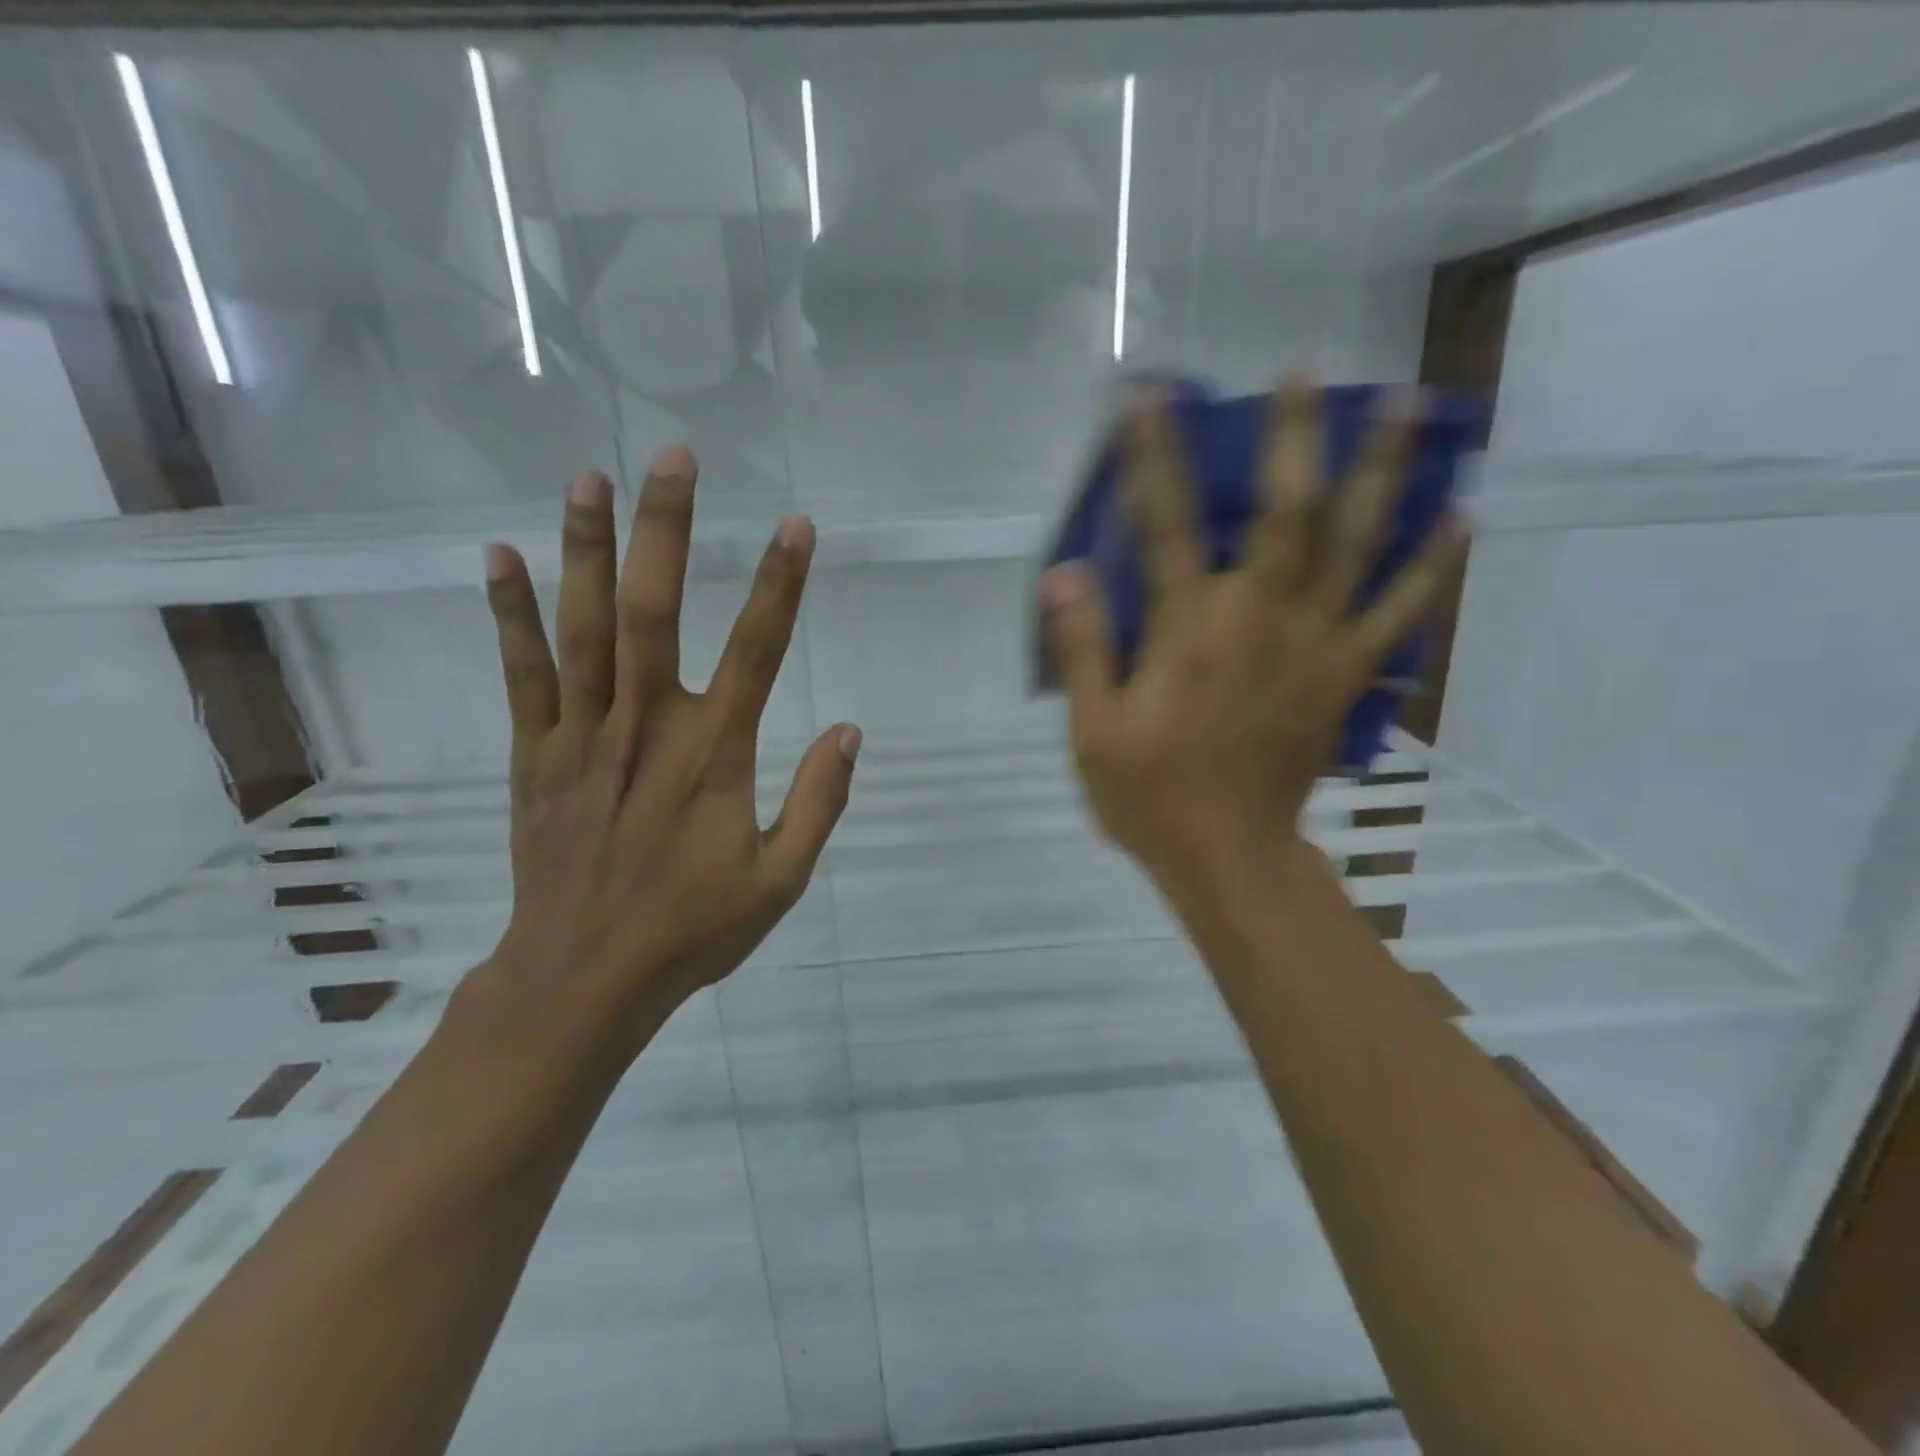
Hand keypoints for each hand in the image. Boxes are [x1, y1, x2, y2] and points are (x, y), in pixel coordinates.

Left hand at [464, 449, 860, 1073]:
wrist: (584, 977)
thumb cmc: (692, 928)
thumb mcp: (781, 880)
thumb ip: (818, 802)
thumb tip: (849, 732)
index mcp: (714, 755)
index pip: (758, 650)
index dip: (781, 584)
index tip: (797, 525)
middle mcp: (647, 727)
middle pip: (656, 613)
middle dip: (668, 530)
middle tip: (674, 458)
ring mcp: (582, 735)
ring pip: (584, 627)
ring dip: (588, 549)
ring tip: (590, 478)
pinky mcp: (535, 753)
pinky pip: (522, 673)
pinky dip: (510, 613)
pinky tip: (500, 556)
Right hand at [1040, 378, 1465, 905]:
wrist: (1230, 857)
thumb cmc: (1152, 795)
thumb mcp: (1094, 730)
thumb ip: (1084, 648)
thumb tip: (1065, 573)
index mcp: (1189, 633)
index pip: (1166, 528)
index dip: (1155, 458)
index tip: (1152, 397)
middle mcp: (1260, 622)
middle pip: (1287, 514)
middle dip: (1294, 437)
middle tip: (1308, 373)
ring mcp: (1317, 647)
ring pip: (1357, 546)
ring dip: (1384, 473)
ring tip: (1411, 408)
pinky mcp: (1348, 677)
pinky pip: (1401, 613)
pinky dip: (1432, 565)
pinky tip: (1458, 517)